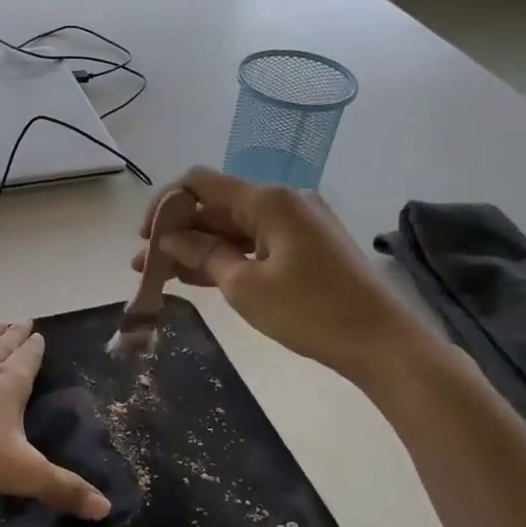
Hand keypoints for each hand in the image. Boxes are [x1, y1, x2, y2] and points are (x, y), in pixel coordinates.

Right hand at [132, 166, 433, 383]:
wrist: (381, 343)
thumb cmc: (311, 311)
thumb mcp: (246, 286)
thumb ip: (203, 256)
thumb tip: (170, 239)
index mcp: (269, 200)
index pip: (201, 183)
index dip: (165, 205)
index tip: (144, 238)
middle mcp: (282, 202)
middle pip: (216, 206)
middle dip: (177, 233)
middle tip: (144, 267)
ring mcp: (296, 225)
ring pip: (233, 229)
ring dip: (197, 248)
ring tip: (160, 276)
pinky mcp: (304, 248)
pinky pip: (253, 245)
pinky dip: (224, 258)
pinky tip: (196, 277)